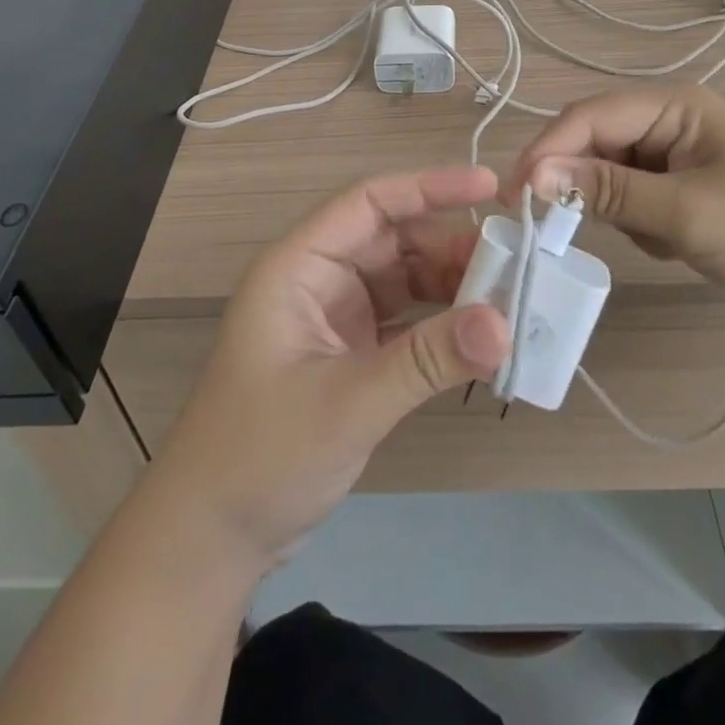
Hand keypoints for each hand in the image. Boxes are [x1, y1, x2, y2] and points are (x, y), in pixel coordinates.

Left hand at [146, 167, 510, 566]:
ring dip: (451, 285)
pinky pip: (404, 319)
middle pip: (393, 238)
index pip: (370, 202)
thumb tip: (503, 324)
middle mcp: (318, 278)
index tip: (490, 187)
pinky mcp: (349, 351)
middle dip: (451, 245)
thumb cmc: (260, 454)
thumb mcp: (348, 402)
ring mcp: (334, 315)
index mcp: (299, 265)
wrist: (209, 537)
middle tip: (515, 260)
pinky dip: (439, 322)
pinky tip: (478, 334)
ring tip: (507, 297)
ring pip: (403, 277)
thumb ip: (426, 359)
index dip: (429, 187)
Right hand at [502, 87, 724, 324]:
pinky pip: (635, 198)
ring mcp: (677, 154)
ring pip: (611, 174)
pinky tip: (675, 245)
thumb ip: (605, 191)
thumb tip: (532, 175)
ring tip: (659, 239)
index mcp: (672, 105)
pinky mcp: (684, 186)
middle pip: (595, 142)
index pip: (588, 117)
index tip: (513, 197)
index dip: (546, 152)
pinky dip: (641, 224)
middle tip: (561, 227)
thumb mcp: (683, 212)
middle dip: (582, 184)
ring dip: (618, 210)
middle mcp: (669, 119)